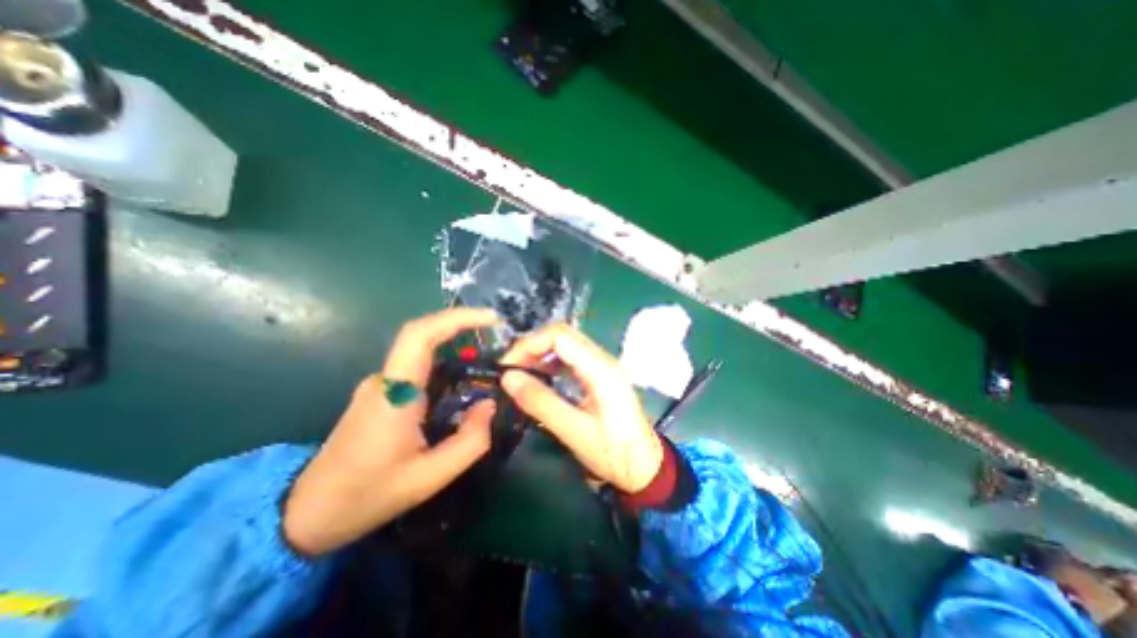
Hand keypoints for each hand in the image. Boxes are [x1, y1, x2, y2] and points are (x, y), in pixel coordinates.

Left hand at [283, 308, 498, 556]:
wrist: (306, 514)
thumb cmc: (367, 495)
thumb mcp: (429, 477)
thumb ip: (470, 441)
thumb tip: (489, 405)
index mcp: (395, 393)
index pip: (420, 335)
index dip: (457, 318)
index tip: (490, 318)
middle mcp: (385, 379)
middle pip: (423, 334)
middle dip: (462, 325)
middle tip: (497, 332)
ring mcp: (381, 384)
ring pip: (421, 349)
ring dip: (455, 341)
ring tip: (489, 353)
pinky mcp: (382, 392)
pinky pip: (418, 365)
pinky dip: (445, 360)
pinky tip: (463, 377)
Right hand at [499, 323, 666, 494]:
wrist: (645, 466)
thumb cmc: (613, 453)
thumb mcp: (573, 431)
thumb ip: (540, 402)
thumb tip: (508, 377)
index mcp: (600, 369)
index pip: (560, 335)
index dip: (529, 344)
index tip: (507, 366)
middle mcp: (603, 359)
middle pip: (562, 334)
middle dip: (532, 346)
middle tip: (510, 370)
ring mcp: (603, 365)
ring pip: (566, 344)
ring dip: (540, 353)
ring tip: (520, 374)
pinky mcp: (600, 374)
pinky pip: (572, 357)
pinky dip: (551, 362)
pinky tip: (539, 378)